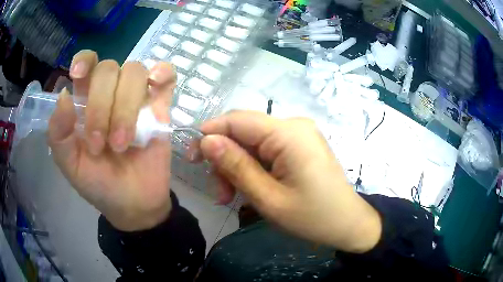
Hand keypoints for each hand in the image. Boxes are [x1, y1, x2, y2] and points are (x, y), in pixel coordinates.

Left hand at [48, 50, 175, 231]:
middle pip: (109, 69)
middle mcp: (110, 92)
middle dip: (102, 106)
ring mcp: (136, 98)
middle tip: (100, 144)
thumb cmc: (98, 184)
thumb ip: (59, 134)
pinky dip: (164, 73)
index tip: (77, 75)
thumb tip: (64, 96)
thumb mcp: (71, 165)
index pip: (87, 63)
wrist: (134, 204)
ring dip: (127, 107)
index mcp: (85, 101)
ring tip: (124, 143)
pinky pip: (166, 76)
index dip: (84, 61)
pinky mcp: (160, 107)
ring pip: (135, 72)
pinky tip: (157, 83)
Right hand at [195, 111, 381, 252]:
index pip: (236, 120)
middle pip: (243, 131)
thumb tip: (207, 141)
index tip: (192, 159)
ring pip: (252, 142)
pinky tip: (249, 189)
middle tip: (218, 193)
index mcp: (288, 133)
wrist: (349, 224)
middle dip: (224, 158)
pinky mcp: (300, 146)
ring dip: (237, 166)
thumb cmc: (313, 218)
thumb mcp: (268, 198)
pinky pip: (266, 150)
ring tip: (231, 197)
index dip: (209, 134)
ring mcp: (299, 135)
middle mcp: (293, 125)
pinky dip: (252, 167)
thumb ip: (236, 166)